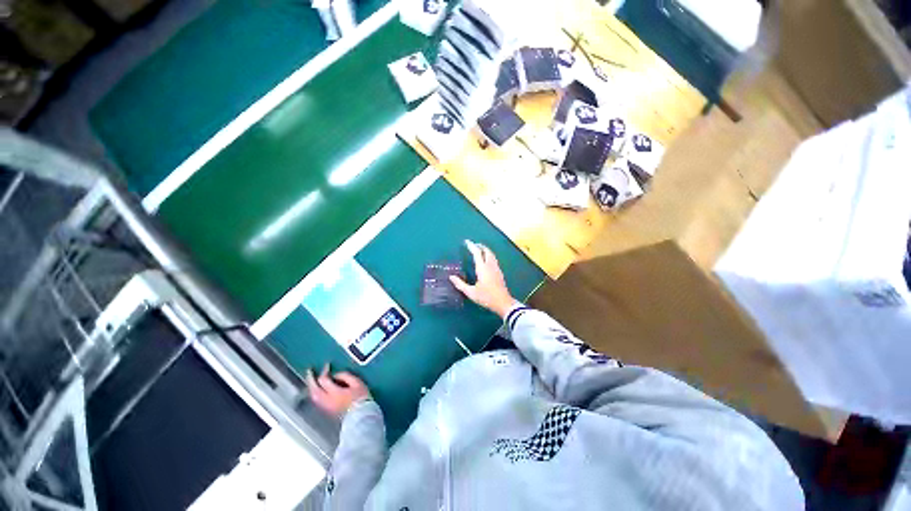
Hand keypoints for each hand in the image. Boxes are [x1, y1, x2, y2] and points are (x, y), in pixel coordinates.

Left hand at [305, 364, 369, 417]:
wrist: (361, 415)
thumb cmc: (360, 397)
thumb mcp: (357, 382)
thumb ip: (345, 376)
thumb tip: (336, 375)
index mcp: (334, 392)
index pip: (324, 380)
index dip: (324, 371)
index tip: (327, 365)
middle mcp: (326, 400)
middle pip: (314, 389)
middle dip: (311, 379)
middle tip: (309, 371)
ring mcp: (325, 407)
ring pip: (313, 396)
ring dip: (311, 387)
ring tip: (312, 380)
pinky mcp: (326, 411)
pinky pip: (316, 400)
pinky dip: (314, 393)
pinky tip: (316, 390)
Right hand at [450, 240, 517, 318]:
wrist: (503, 303)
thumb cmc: (486, 297)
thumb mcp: (471, 293)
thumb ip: (460, 284)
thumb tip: (451, 277)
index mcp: (483, 268)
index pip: (477, 253)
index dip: (471, 246)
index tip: (466, 241)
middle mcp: (490, 266)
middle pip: (486, 251)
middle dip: (480, 246)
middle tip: (473, 245)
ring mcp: (496, 269)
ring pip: (491, 255)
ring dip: (485, 250)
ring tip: (479, 250)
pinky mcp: (499, 273)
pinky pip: (494, 259)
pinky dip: (489, 256)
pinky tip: (486, 261)